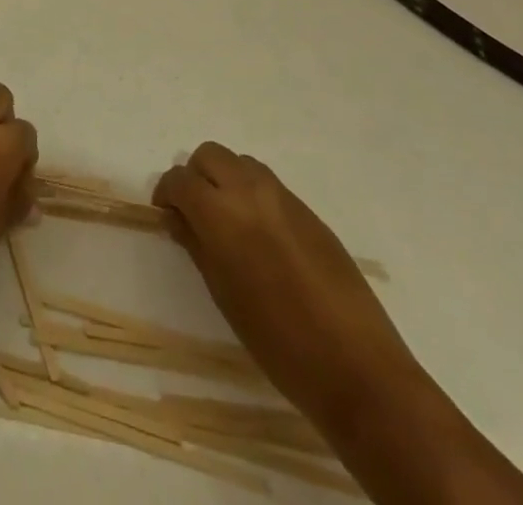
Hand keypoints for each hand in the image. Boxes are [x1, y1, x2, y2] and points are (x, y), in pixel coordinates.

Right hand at [155, 143, 422, 430]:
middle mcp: (250, 191)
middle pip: (209, 155)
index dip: (167, 193)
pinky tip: (262, 236)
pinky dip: (254, 195)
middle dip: (195, 176)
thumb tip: (178, 217)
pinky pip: (270, 185)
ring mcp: (284, 197)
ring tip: (229, 221)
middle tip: (195, 213)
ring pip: (241, 163)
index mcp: (221, 213)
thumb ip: (196, 244)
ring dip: (226, 179)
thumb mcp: (223, 294)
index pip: (180, 179)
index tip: (166, 215)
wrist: (357, 367)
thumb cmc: (277, 340)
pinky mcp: (310, 212)